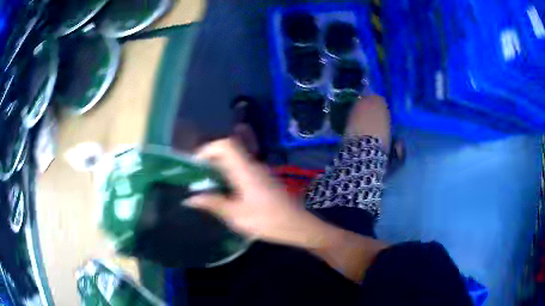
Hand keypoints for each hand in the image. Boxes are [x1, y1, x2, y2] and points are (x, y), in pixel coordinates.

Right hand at [186, 138, 329, 247]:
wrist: (298, 225)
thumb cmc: (267, 221)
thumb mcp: (236, 215)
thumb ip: (213, 204)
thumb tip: (189, 198)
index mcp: (245, 170)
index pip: (224, 145)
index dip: (206, 149)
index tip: (193, 165)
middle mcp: (252, 165)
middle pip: (228, 150)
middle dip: (209, 159)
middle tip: (195, 175)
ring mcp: (259, 171)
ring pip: (234, 160)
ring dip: (218, 167)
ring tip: (204, 183)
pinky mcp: (263, 179)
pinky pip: (241, 169)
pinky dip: (228, 175)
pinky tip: (223, 191)